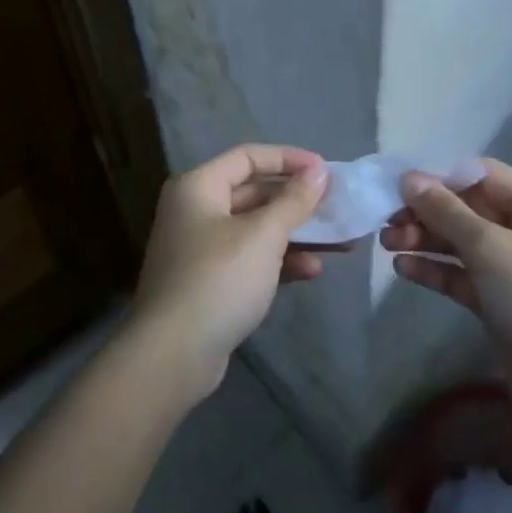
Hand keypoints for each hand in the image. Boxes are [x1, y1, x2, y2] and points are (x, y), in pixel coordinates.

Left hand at [127, 144, 329, 400]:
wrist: (172, 356)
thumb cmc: (218, 280)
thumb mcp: (263, 236)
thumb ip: (294, 201)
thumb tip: (319, 171)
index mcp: (198, 187)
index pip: (248, 156)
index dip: (288, 159)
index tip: (325, 170)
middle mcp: (195, 210)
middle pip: (254, 192)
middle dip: (297, 201)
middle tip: (337, 206)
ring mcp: (200, 248)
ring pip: (256, 229)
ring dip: (295, 233)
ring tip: (339, 242)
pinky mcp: (209, 282)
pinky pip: (250, 259)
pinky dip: (279, 261)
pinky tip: (312, 271)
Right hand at [381, 158, 511, 388]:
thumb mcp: (490, 249)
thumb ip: (446, 211)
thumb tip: (408, 178)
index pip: (483, 175)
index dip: (440, 177)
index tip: (398, 184)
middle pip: (469, 208)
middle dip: (427, 212)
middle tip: (385, 220)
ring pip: (462, 242)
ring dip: (425, 240)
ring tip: (386, 244)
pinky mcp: (501, 301)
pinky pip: (463, 274)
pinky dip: (436, 270)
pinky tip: (404, 269)